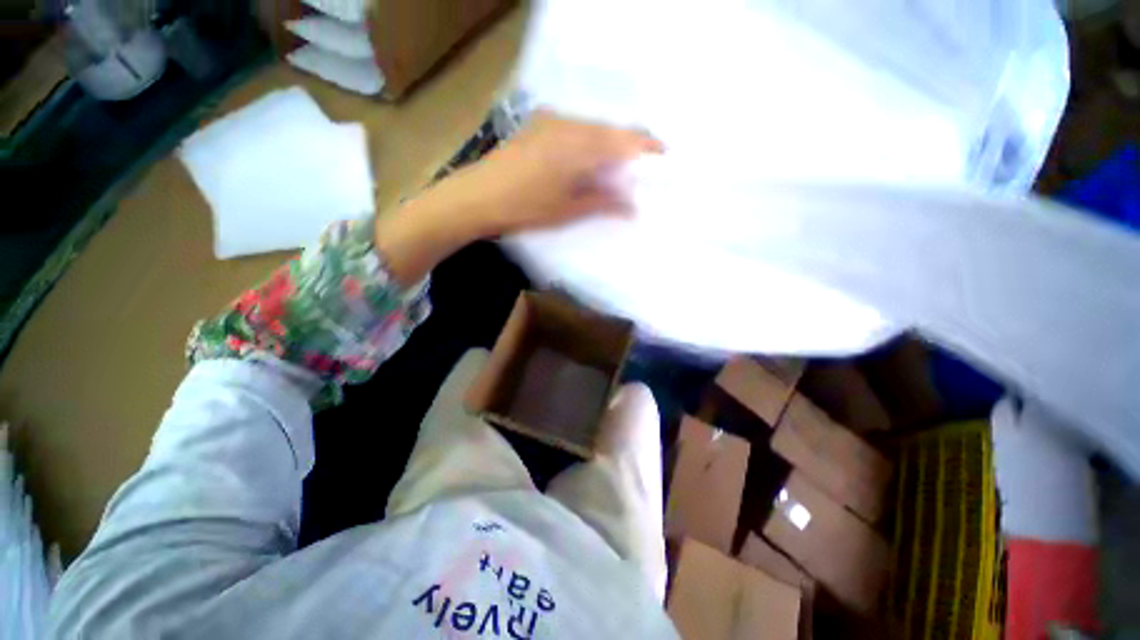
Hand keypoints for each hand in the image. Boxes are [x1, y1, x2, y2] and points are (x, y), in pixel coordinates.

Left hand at [433, 110, 664, 235]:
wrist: (478, 196)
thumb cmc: (525, 208)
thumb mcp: (568, 211)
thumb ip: (603, 202)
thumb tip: (633, 206)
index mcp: (580, 146)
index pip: (625, 140)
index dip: (647, 148)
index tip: (663, 159)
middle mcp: (569, 124)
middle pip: (611, 130)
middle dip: (630, 147)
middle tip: (641, 168)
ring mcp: (552, 121)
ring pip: (593, 128)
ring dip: (609, 145)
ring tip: (618, 167)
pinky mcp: (539, 125)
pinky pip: (576, 128)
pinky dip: (590, 142)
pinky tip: (590, 160)